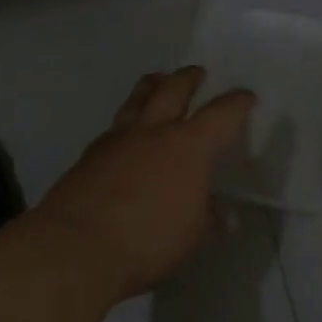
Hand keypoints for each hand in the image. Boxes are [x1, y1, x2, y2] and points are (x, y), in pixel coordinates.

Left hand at [32, 67, 254, 301]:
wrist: (76, 248)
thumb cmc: (148, 240)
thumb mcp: (192, 234)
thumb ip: (208, 216)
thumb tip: (223, 214)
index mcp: (189, 146)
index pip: (221, 114)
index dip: (237, 103)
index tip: (246, 96)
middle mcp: (154, 131)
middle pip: (173, 89)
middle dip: (189, 78)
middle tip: (197, 73)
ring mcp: (118, 139)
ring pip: (138, 98)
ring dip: (152, 85)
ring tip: (158, 80)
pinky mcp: (89, 154)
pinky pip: (115, 126)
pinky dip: (127, 121)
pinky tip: (127, 133)